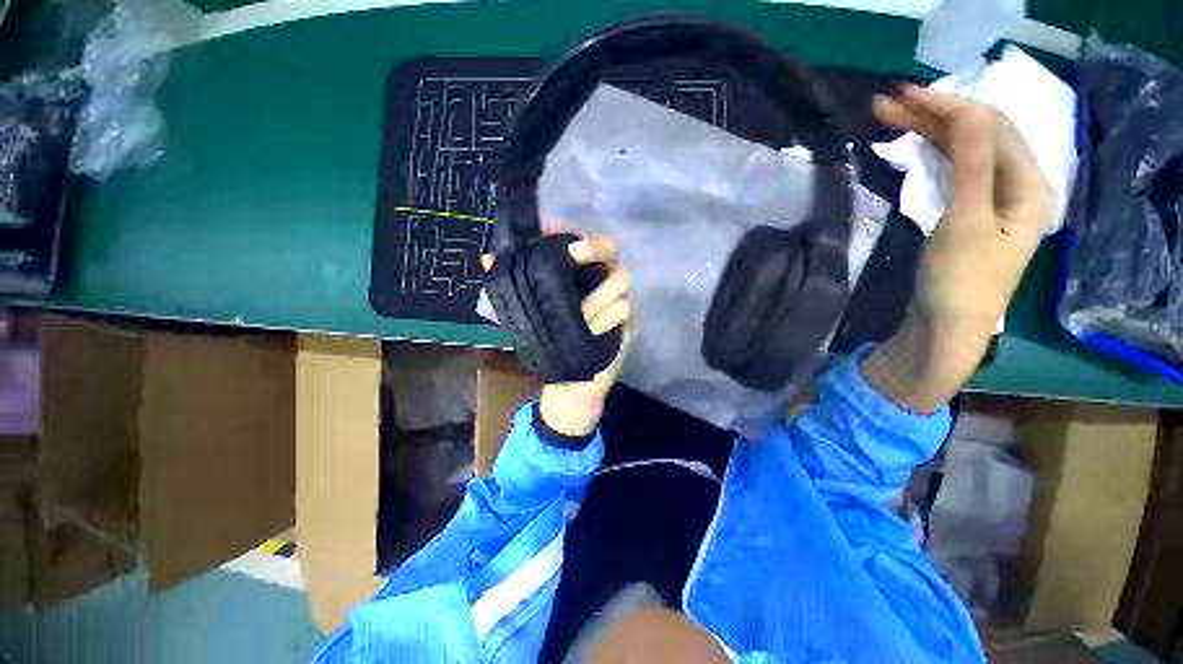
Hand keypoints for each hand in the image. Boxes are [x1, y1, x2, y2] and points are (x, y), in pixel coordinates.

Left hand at [483, 235, 631, 436]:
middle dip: (596, 250)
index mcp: (579, 278)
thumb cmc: (549, 343)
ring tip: (582, 317)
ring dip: (598, 297)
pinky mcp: (628, 323)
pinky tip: (593, 332)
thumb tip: (487, 259)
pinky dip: (607, 319)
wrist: (569, 380)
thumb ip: (509, 290)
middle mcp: (600, 283)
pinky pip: (625, 309)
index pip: (582, 245)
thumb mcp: (524, 316)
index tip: (553, 229)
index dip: (570, 234)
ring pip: (620, 281)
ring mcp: (617, 302)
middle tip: (575, 254)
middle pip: (611, 253)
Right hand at [864, 84, 1053, 411]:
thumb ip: (972, 167)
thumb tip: (967, 112)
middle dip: (936, 114)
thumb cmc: (960, 282)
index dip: (951, 106)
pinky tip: (915, 145)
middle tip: (888, 104)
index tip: (905, 96)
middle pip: (979, 134)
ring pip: (966, 150)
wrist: (946, 328)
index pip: (992, 127)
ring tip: (892, 118)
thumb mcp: (966, 223)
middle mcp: (1017, 185)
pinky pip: (957, 169)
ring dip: (932, 131)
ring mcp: (994, 198)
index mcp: (1029, 185)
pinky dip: (934, 153)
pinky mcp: (971, 212)